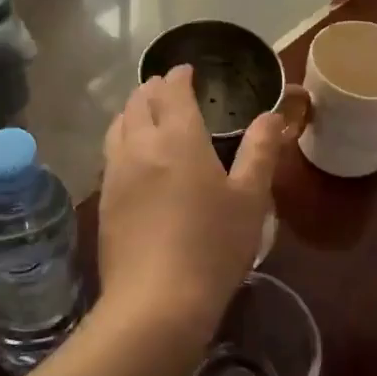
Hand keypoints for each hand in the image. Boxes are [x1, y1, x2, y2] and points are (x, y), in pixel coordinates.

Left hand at [98, 66, 281, 344]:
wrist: (155, 304)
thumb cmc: (212, 247)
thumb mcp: (250, 199)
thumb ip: (260, 150)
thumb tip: (272, 115)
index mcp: (178, 138)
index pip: (172, 91)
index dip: (179, 76)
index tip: (188, 71)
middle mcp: (141, 145)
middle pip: (140, 101)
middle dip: (154, 88)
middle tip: (169, 89)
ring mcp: (117, 172)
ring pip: (119, 124)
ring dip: (133, 110)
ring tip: (147, 113)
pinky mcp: (104, 199)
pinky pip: (110, 152)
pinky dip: (122, 138)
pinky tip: (133, 155)